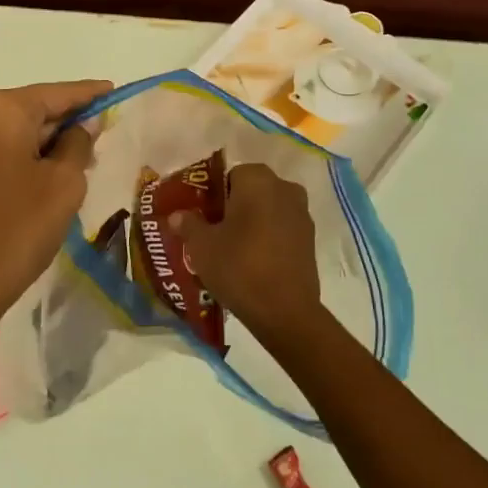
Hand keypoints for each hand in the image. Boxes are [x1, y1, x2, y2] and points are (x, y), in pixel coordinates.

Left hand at [0, 79, 111, 344]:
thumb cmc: (16, 229)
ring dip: (45, 144)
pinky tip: (47, 177)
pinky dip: (23, 158)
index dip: (88, 94)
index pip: (56, 93)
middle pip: (32, 110)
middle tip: (102, 134)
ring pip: (13, 133)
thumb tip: (80, 126)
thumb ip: (78, 144)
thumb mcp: (63, 184)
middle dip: (66, 123)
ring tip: (81, 159)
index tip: (113, 91)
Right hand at [171, 163, 322, 338]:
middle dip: (233, 207)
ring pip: (268, 209)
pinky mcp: (311, 239)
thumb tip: (177, 215)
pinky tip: (254, 262)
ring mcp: (302, 213)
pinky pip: (282, 228)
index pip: (229, 175)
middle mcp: (284, 187)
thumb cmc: (239, 267)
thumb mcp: (202, 246)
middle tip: (214, 233)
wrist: (286, 312)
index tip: (202, 217)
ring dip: (252, 222)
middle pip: (251, 190)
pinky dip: (269, 237)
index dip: (213, 195)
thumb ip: (188, 224)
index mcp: (257, 179)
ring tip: (232, 250)